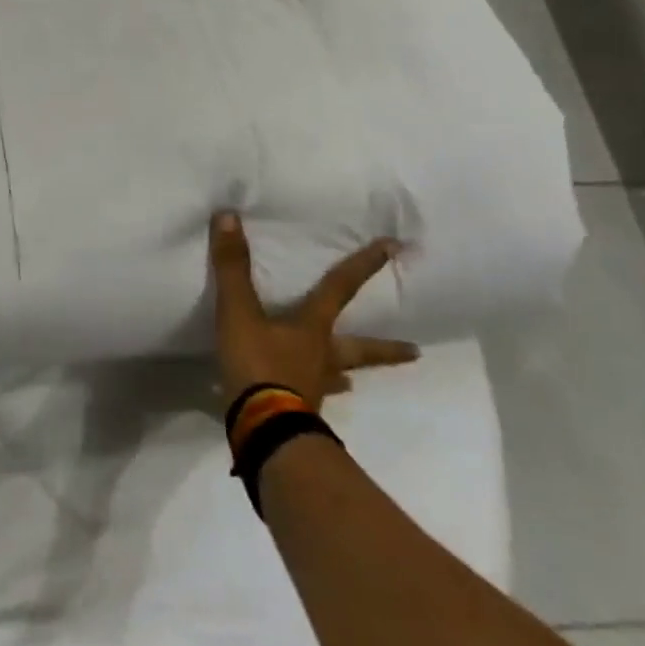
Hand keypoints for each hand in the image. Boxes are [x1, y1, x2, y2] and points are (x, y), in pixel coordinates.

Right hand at [210, 211, 420, 411]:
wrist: (263, 429)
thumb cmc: (258, 365)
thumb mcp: (239, 312)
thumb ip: (233, 267)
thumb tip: (228, 216)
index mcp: (313, 329)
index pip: (340, 288)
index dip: (364, 265)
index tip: (393, 248)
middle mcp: (322, 357)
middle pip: (359, 348)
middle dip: (385, 348)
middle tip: (416, 352)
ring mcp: (313, 388)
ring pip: (338, 377)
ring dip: (347, 375)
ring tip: (351, 382)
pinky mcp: (298, 412)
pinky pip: (311, 398)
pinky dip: (314, 394)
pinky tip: (312, 399)